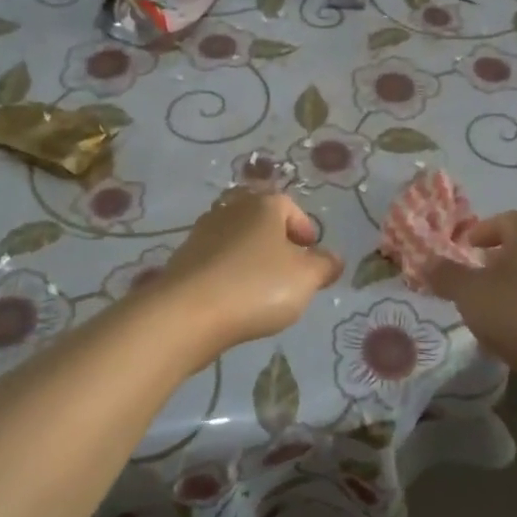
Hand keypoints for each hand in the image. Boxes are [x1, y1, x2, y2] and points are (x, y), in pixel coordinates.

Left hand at [154, 189, 343, 360]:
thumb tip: (333, 259)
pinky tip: (233, 297)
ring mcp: (203, 231)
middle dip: (276, 240)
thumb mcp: (306, 278)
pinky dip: (228, 272)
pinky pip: (216, 259)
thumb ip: (324, 266)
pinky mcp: (184, 257)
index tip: (312, 256)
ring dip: (251, 256)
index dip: (305, 230)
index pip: (291, 208)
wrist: (186, 312)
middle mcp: (232, 208)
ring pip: (237, 238)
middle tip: (288, 268)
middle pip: (261, 219)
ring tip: (262, 287)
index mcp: (265, 204)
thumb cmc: (256, 286)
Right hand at [428, 211, 516, 384]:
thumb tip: (428, 262)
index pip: (508, 220)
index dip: (485, 229)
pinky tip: (516, 340)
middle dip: (499, 263)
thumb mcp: (470, 293)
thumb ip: (447, 276)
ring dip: (514, 291)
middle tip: (476, 281)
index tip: (467, 246)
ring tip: (492, 315)